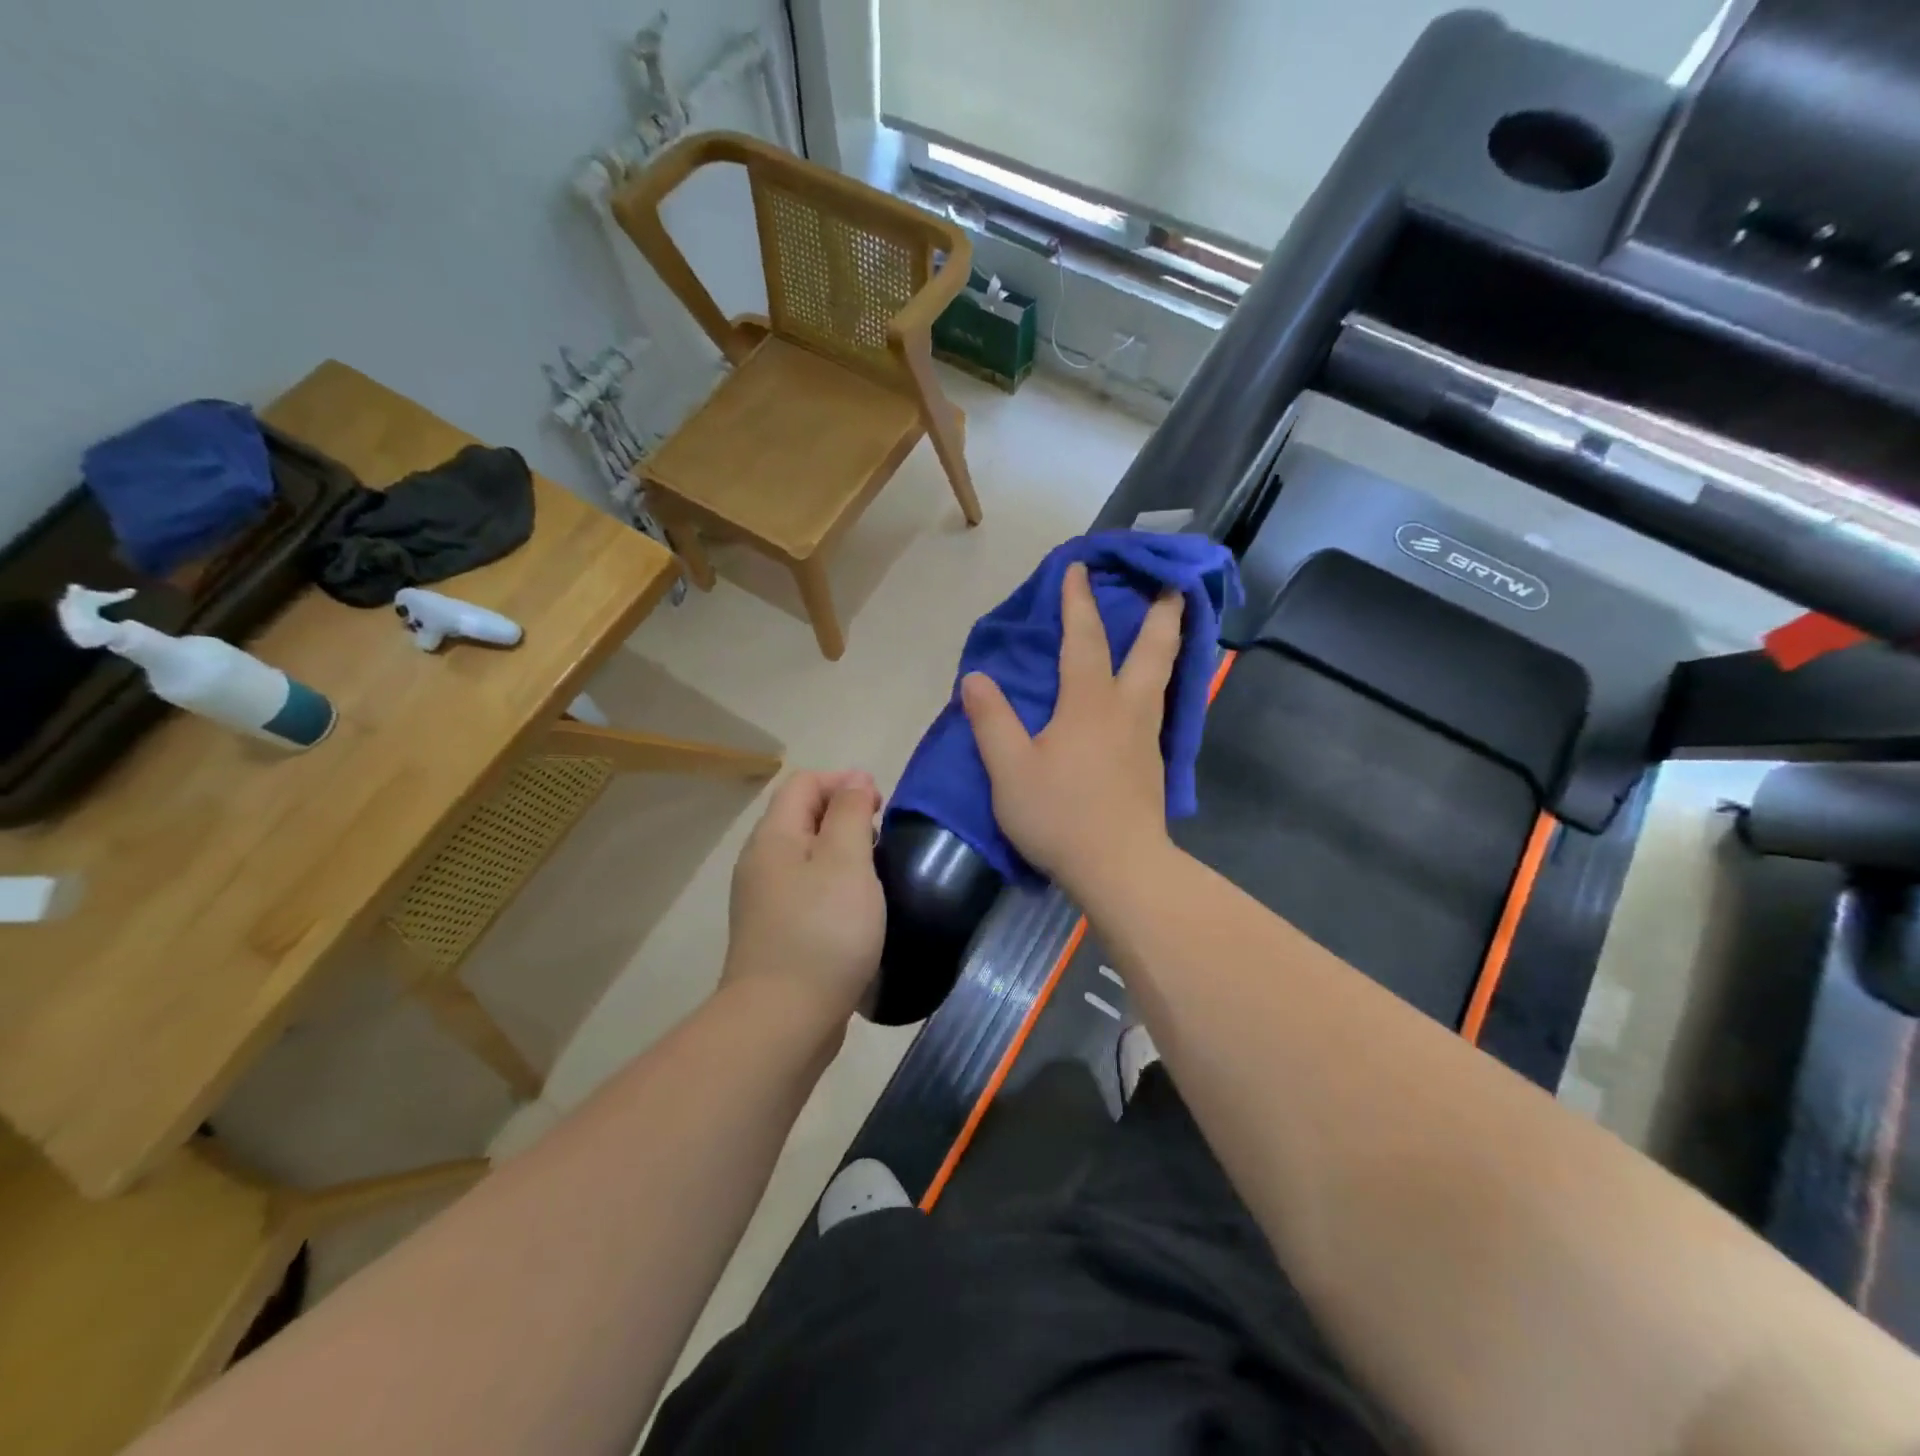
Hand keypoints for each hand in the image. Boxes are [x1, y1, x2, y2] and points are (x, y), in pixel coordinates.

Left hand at [723, 770, 885, 1032]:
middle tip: (882, 844)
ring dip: (842, 855)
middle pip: (803, 817)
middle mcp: (761, 862)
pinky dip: (832, 888)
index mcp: (774, 837)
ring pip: (806, 856)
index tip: (881, 809)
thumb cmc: (823, 932)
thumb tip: (854, 778)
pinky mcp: (775, 932)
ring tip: (875, 876)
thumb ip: (850, 813)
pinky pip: (806, 891)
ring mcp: (764, 900)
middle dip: (845, 818)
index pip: (805, 783)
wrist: (783, 1020)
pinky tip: (856, 913)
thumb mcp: (846, 861)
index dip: (844, 784)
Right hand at [961, 562, 1183, 896]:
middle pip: (1154, 649)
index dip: (1079, 601)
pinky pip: (1161, 705)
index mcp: (1089, 703)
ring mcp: (1148, 737)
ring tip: (1169, 626)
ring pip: (1164, 677)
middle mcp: (1127, 709)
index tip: (1080, 567)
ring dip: (1167, 644)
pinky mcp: (1155, 764)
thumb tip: (976, 678)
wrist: (1120, 867)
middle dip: (1162, 612)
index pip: (1084, 639)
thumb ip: (992, 720)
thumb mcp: (1010, 770)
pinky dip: (1160, 680)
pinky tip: (1152, 692)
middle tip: (1173, 584)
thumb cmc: (1061, 815)